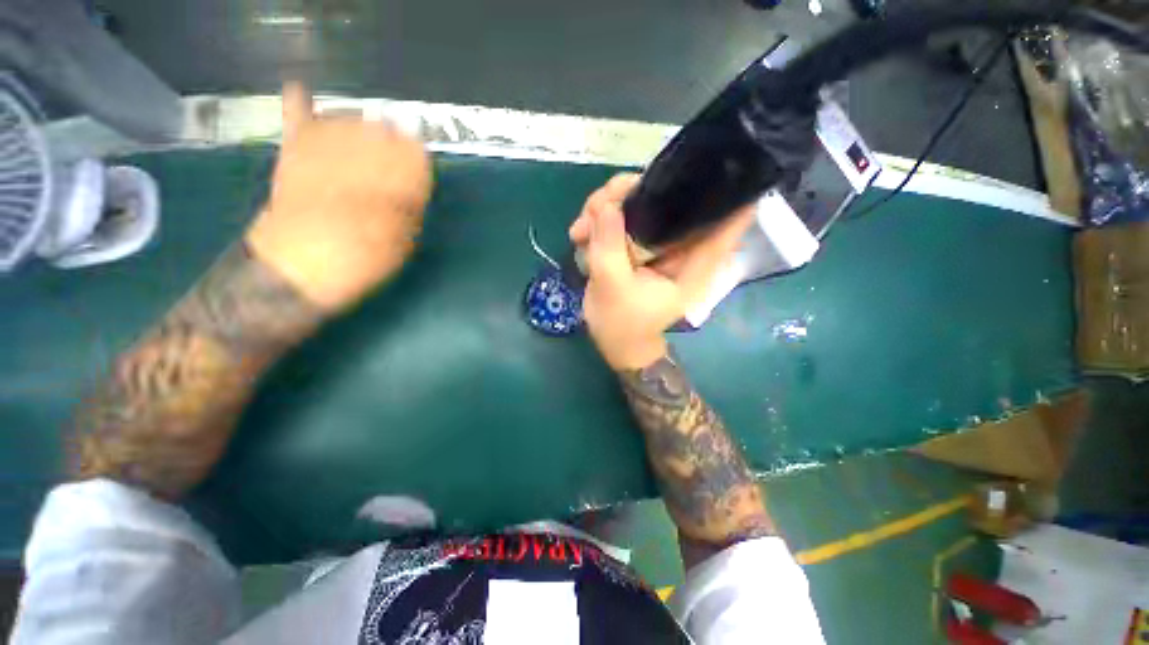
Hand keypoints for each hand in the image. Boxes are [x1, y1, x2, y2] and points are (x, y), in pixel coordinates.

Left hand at [245, 83, 433, 311]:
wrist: (297, 269)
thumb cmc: (361, 261)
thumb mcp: (404, 241)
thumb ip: (410, 207)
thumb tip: (414, 188)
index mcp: (393, 180)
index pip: (414, 152)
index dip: (417, 165)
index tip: (416, 181)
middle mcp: (361, 154)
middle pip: (383, 129)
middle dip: (392, 145)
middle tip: (390, 167)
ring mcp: (324, 148)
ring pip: (349, 119)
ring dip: (361, 130)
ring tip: (363, 148)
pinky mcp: (294, 152)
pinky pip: (297, 118)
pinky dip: (299, 104)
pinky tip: (301, 91)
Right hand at [569, 174, 755, 370]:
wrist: (614, 342)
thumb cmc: (623, 326)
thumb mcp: (613, 288)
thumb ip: (610, 247)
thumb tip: (607, 205)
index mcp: (693, 263)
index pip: (726, 221)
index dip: (726, 189)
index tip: (713, 159)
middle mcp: (679, 246)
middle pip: (668, 199)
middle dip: (628, 194)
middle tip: (596, 209)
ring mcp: (656, 243)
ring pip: (637, 204)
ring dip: (603, 208)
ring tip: (579, 231)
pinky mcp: (635, 244)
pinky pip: (618, 218)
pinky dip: (596, 221)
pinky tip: (578, 236)